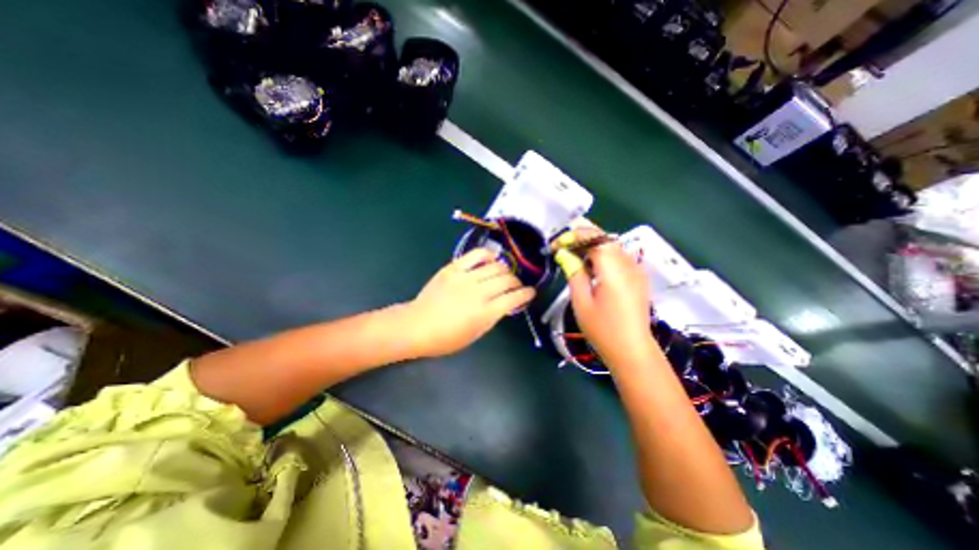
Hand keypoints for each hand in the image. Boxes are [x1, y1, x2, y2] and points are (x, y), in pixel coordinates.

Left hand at [411, 247, 537, 355]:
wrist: (416, 326)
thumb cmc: (446, 338)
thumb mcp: (475, 334)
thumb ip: (493, 317)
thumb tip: (505, 303)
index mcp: (485, 313)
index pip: (514, 298)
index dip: (526, 294)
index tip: (530, 292)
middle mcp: (479, 293)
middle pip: (507, 280)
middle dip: (517, 282)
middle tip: (516, 285)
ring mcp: (465, 278)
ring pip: (496, 266)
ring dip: (505, 269)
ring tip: (504, 273)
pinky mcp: (453, 268)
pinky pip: (476, 254)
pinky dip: (487, 255)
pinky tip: (491, 258)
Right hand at [554, 225, 653, 367]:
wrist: (632, 350)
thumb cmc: (603, 329)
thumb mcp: (582, 302)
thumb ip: (574, 273)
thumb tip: (564, 254)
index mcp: (614, 270)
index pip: (594, 238)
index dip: (574, 236)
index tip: (557, 245)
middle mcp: (628, 264)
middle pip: (604, 238)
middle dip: (582, 236)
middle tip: (562, 246)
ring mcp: (636, 269)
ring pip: (612, 245)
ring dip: (591, 244)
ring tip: (572, 254)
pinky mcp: (638, 277)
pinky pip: (619, 255)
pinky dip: (602, 254)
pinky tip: (590, 265)